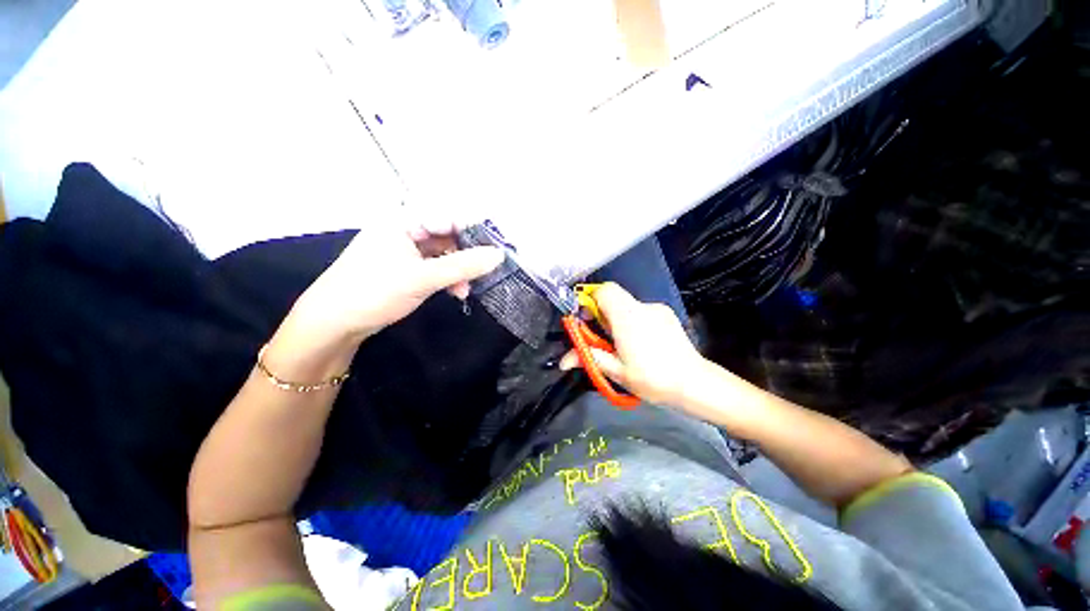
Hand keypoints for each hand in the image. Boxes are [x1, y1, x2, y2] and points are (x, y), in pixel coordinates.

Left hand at [289, 218, 503, 343]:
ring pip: (443, 253)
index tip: (497, 246)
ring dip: (459, 270)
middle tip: (486, 269)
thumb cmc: (374, 291)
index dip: (475, 229)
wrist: (333, 324)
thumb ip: (464, 266)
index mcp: (402, 220)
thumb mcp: (423, 278)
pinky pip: (435, 266)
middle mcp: (404, 230)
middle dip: (467, 254)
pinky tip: (456, 291)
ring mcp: (404, 250)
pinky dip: (448, 278)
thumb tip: (500, 255)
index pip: (448, 216)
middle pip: (447, 234)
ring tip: (467, 289)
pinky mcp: (405, 268)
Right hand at [560, 282, 706, 407]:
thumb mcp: (616, 371)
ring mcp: (657, 309)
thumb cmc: (652, 379)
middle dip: (601, 314)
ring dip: (617, 320)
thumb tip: (563, 361)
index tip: (586, 321)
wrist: (695, 384)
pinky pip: (641, 312)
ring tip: (624, 346)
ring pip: (627, 306)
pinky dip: (633, 322)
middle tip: (602, 339)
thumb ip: (589, 358)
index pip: (604, 290)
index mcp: (627, 317)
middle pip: (613, 297)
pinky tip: (642, 344)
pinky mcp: (667, 315)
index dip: (590, 300)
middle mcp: (642, 307)